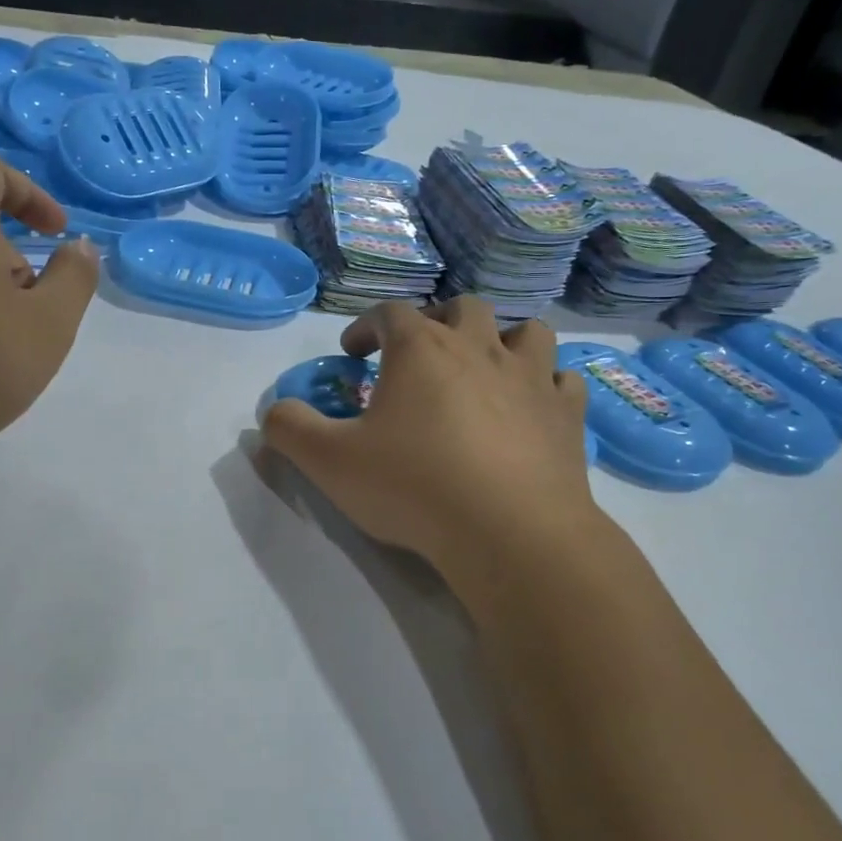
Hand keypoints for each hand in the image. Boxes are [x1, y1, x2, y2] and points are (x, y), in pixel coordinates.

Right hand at [261, 298, 597, 571]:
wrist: (510, 532)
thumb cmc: (414, 487)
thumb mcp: (330, 463)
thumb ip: (290, 429)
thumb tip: (274, 411)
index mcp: (422, 349)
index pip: (389, 313)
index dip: (365, 327)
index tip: (352, 355)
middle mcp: (480, 348)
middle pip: (462, 307)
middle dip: (437, 322)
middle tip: (421, 355)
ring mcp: (531, 378)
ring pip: (525, 331)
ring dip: (503, 341)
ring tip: (486, 371)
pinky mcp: (567, 414)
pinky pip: (564, 380)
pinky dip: (547, 385)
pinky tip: (533, 407)